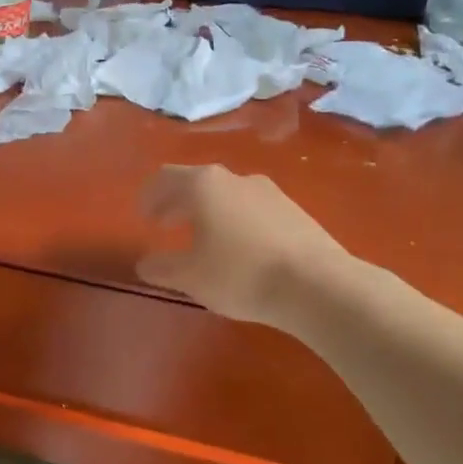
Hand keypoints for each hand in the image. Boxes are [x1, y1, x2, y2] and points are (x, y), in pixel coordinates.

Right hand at [136, 164, 358, 324]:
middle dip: (177, 202)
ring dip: (208, 211)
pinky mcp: (294, 211)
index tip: (144, 216)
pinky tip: (240, 248)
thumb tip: (145, 264)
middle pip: (196, 182)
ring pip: (227, 194)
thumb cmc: (241, 274)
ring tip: (204, 238)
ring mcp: (268, 192)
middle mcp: (234, 179)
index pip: (166, 178)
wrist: (319, 285)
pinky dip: (235, 220)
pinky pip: (252, 208)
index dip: (150, 196)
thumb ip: (162, 268)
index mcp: (203, 185)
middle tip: (165, 224)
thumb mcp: (190, 277)